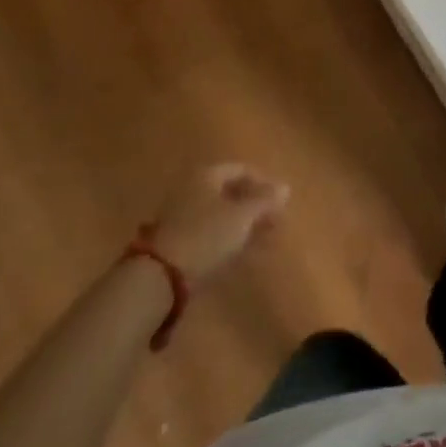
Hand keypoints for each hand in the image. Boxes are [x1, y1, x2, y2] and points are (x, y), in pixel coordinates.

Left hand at [148, 164, 289, 286]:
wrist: (160, 276)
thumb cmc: (207, 235)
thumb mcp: (243, 216)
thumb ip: (265, 201)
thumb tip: (285, 187)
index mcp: (206, 175)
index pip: (241, 170)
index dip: (264, 183)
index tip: (281, 202)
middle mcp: (191, 189)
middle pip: (230, 192)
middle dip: (254, 205)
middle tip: (275, 221)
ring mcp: (180, 215)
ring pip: (220, 214)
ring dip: (243, 224)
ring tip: (263, 239)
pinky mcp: (175, 240)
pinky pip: (209, 231)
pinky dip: (227, 238)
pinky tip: (241, 251)